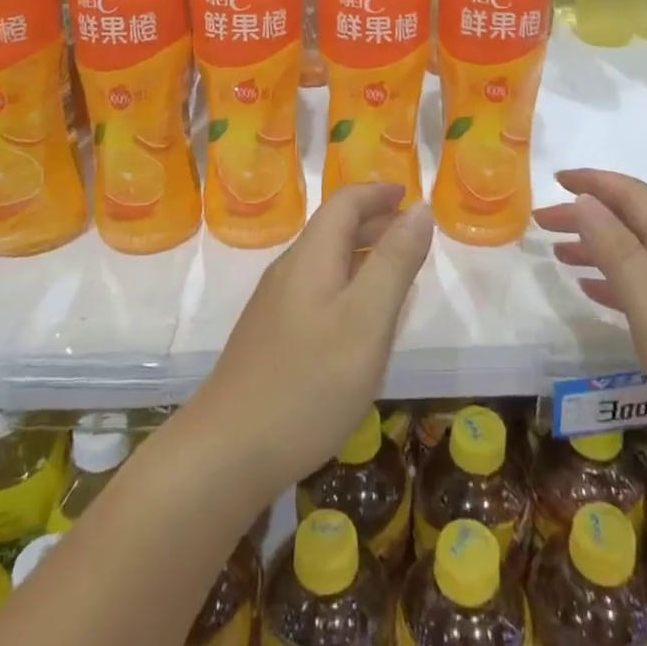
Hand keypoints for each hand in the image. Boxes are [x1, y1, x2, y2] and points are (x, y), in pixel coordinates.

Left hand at [188, 185, 432, 501]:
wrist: (227, 452)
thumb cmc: (308, 383)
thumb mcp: (366, 320)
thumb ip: (395, 262)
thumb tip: (419, 208)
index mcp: (311, 256)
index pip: (344, 203)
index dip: (378, 193)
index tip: (410, 196)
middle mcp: (289, 271)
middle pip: (333, 229)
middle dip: (374, 222)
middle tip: (414, 235)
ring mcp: (275, 306)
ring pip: (325, 262)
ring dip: (362, 254)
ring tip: (397, 273)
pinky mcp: (270, 337)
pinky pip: (317, 291)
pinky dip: (348, 285)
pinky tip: (361, 321)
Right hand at [535, 169, 646, 472]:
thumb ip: (618, 251)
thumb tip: (585, 201)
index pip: (633, 196)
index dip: (594, 181)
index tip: (555, 180)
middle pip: (632, 221)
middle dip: (587, 214)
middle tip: (543, 222)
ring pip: (636, 252)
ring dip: (596, 245)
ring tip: (559, 253)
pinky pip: (643, 285)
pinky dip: (612, 279)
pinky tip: (593, 292)